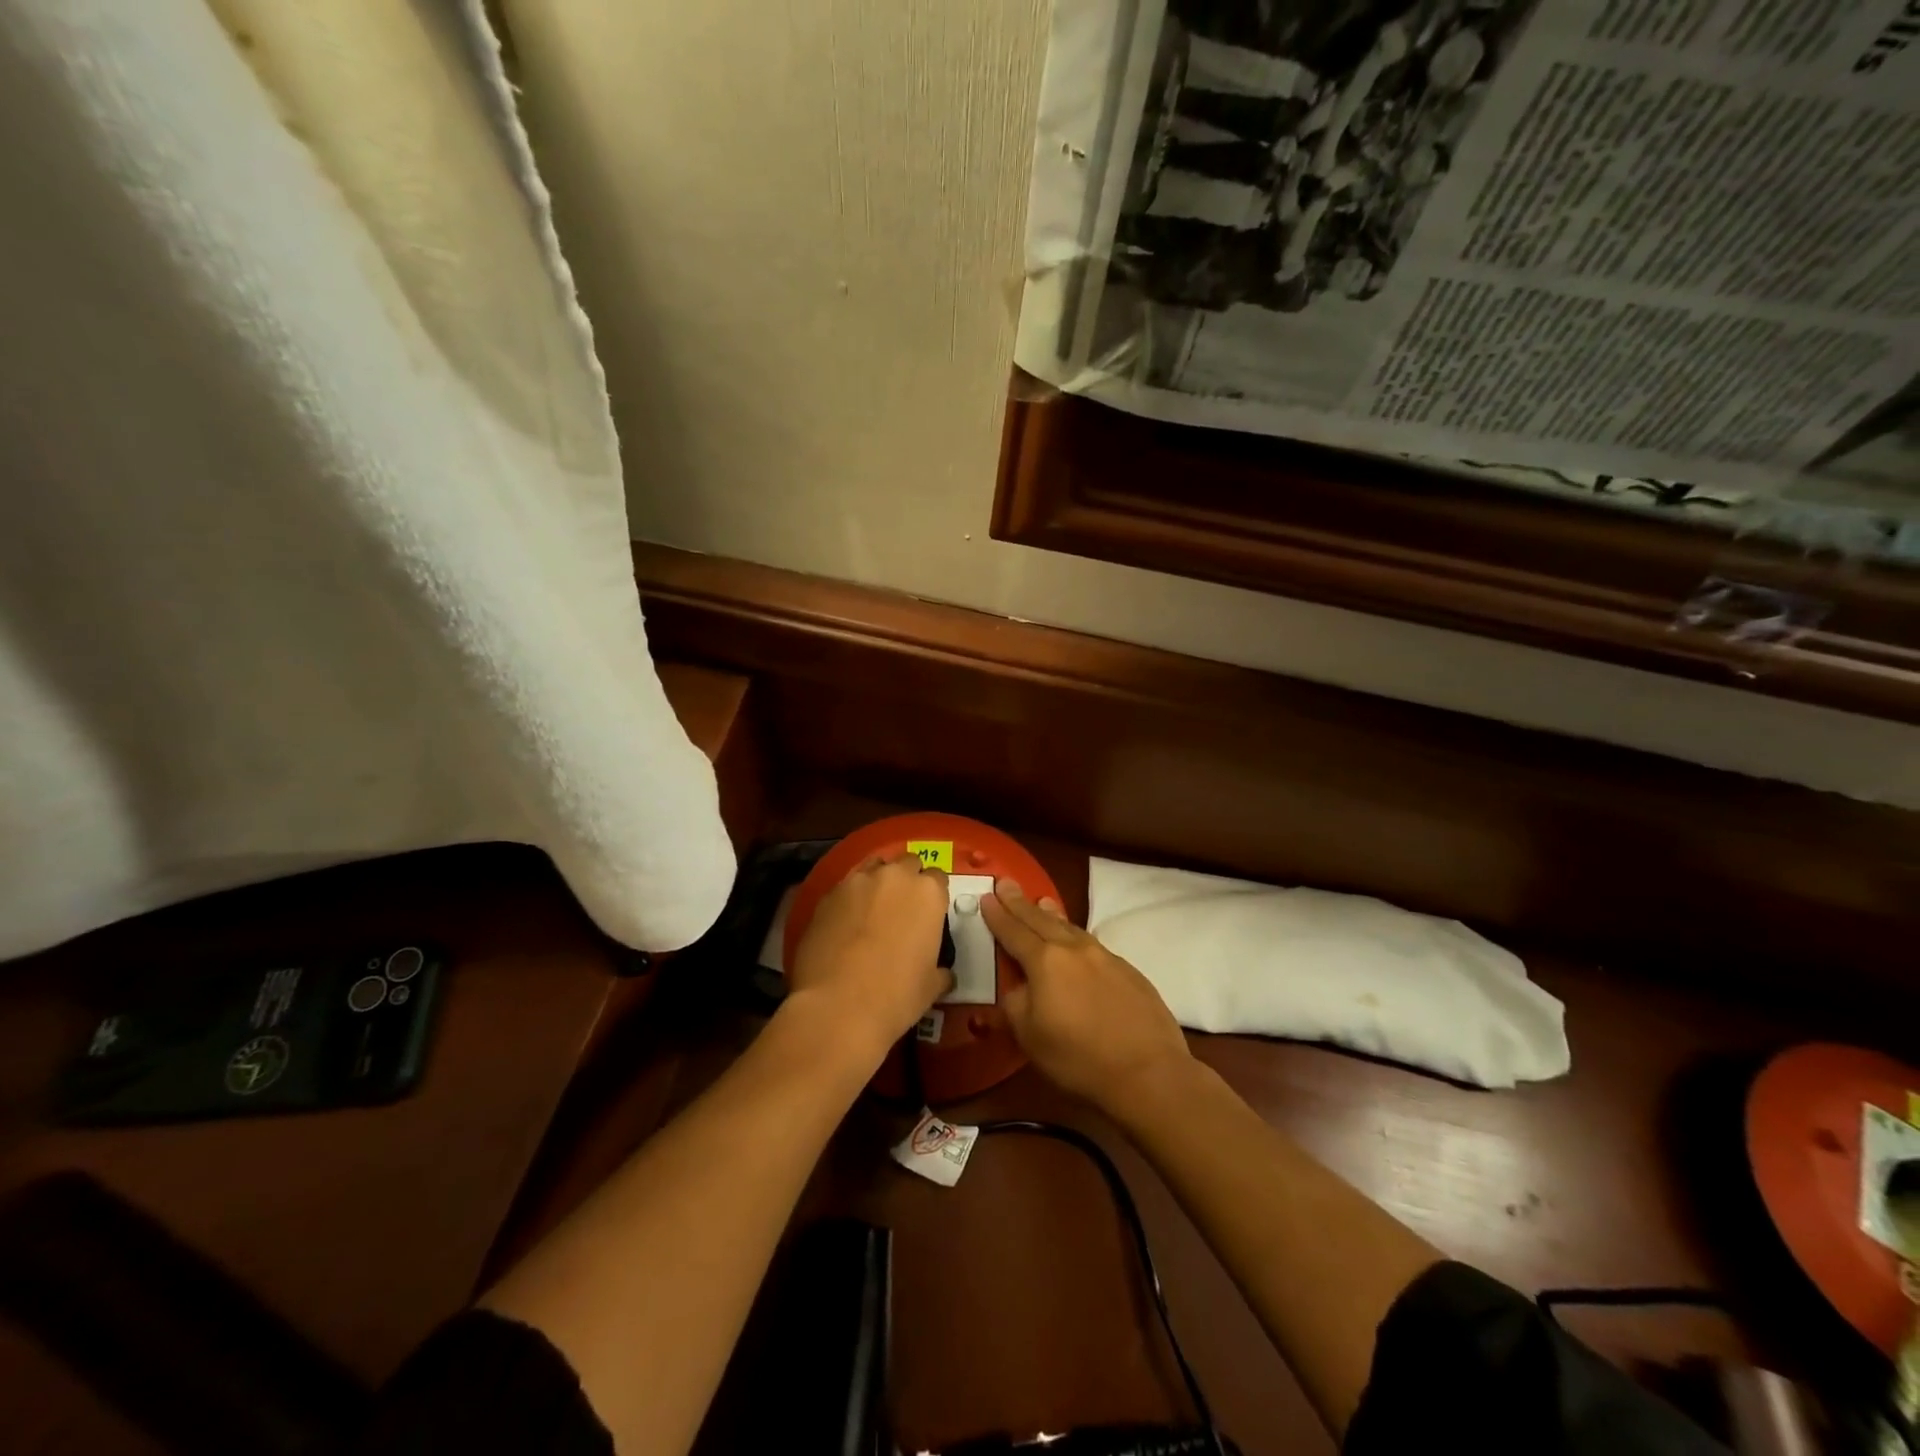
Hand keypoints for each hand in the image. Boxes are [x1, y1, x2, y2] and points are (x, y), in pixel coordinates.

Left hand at [786, 854, 952, 1064]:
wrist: (838, 1006)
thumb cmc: (897, 995)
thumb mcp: (932, 986)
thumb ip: (940, 970)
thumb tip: (943, 973)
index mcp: (927, 892)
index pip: (938, 878)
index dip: (933, 897)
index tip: (929, 916)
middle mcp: (894, 876)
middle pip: (906, 864)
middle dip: (907, 881)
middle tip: (902, 910)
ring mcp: (857, 882)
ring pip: (872, 869)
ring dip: (877, 884)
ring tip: (871, 912)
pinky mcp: (827, 895)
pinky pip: (844, 889)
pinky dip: (849, 901)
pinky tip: (844, 926)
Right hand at [981, 880, 1192, 1113]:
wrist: (1148, 1071)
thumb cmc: (1078, 1058)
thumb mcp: (1029, 1036)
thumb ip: (1015, 1003)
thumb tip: (1017, 986)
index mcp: (1044, 962)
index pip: (1013, 931)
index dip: (998, 915)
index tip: (986, 896)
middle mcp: (1074, 950)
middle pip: (1041, 920)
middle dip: (1020, 903)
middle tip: (1007, 883)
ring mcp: (1105, 957)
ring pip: (1070, 927)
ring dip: (1051, 914)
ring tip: (1041, 901)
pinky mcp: (1128, 970)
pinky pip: (1092, 944)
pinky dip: (1075, 935)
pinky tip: (1076, 942)